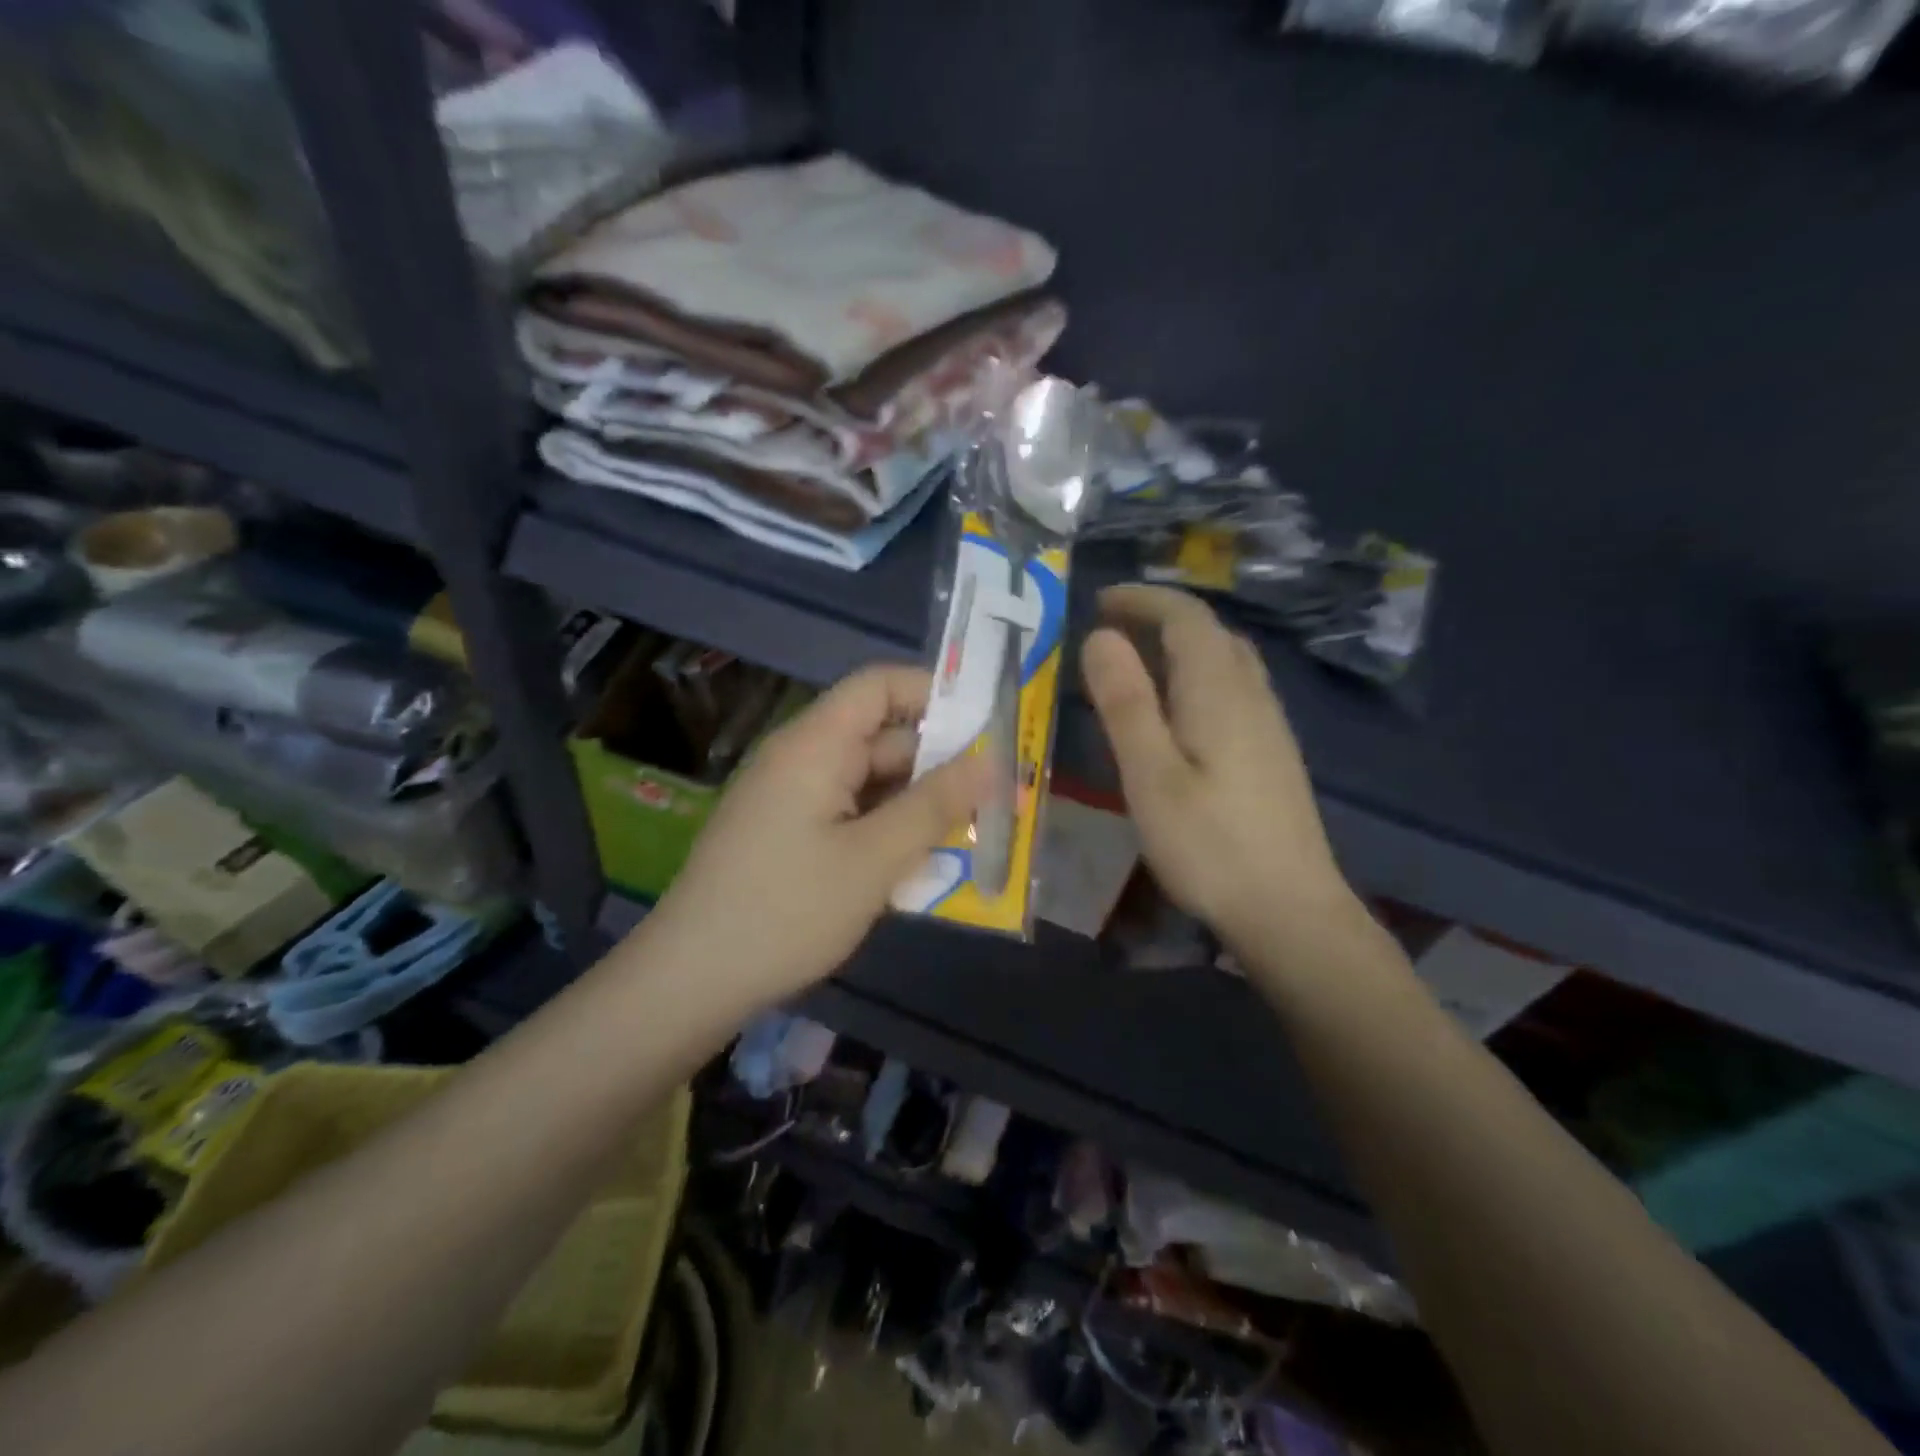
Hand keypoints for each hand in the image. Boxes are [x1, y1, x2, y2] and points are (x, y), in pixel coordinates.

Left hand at [643, 664, 983, 1002]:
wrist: (692, 979)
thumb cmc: (788, 910)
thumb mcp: (874, 859)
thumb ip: (935, 805)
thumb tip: (990, 763)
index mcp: (816, 745)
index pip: (879, 685)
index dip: (934, 693)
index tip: (986, 728)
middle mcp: (802, 759)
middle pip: (881, 738)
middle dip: (939, 765)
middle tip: (996, 799)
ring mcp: (792, 798)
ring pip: (870, 783)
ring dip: (917, 805)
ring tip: (971, 837)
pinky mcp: (788, 834)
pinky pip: (850, 814)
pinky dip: (887, 830)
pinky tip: (920, 866)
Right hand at [1081, 585, 1357, 948]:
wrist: (1290, 910)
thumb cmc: (1209, 844)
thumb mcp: (1151, 775)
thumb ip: (1125, 703)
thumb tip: (1101, 637)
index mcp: (1219, 690)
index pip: (1186, 616)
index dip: (1143, 598)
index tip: (1099, 600)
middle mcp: (1251, 694)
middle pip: (1210, 632)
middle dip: (1160, 617)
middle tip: (1110, 629)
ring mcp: (1268, 724)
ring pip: (1226, 660)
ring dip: (1180, 645)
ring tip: (1136, 663)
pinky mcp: (1272, 753)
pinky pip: (1233, 687)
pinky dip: (1197, 675)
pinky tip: (1177, 711)